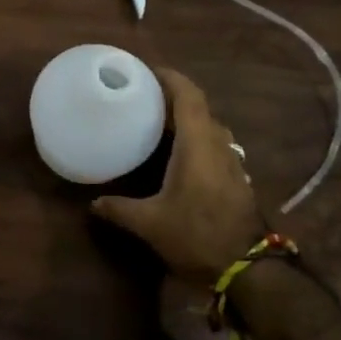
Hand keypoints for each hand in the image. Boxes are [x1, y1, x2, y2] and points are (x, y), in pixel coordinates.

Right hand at [91, 68, 265, 284]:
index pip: (188, 95)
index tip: (147, 71)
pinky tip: (177, 154)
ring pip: (208, 126)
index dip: (170, 77)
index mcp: (198, 143)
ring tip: (158, 122)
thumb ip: (120, 209)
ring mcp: (231, 160)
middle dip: (173, 96)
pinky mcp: (236, 177)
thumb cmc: (197, 235)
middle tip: (143, 96)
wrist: (247, 269)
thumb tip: (93, 204)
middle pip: (198, 106)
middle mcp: (218, 143)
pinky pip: (214, 143)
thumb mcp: (151, 224)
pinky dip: (195, 137)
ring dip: (186, 118)